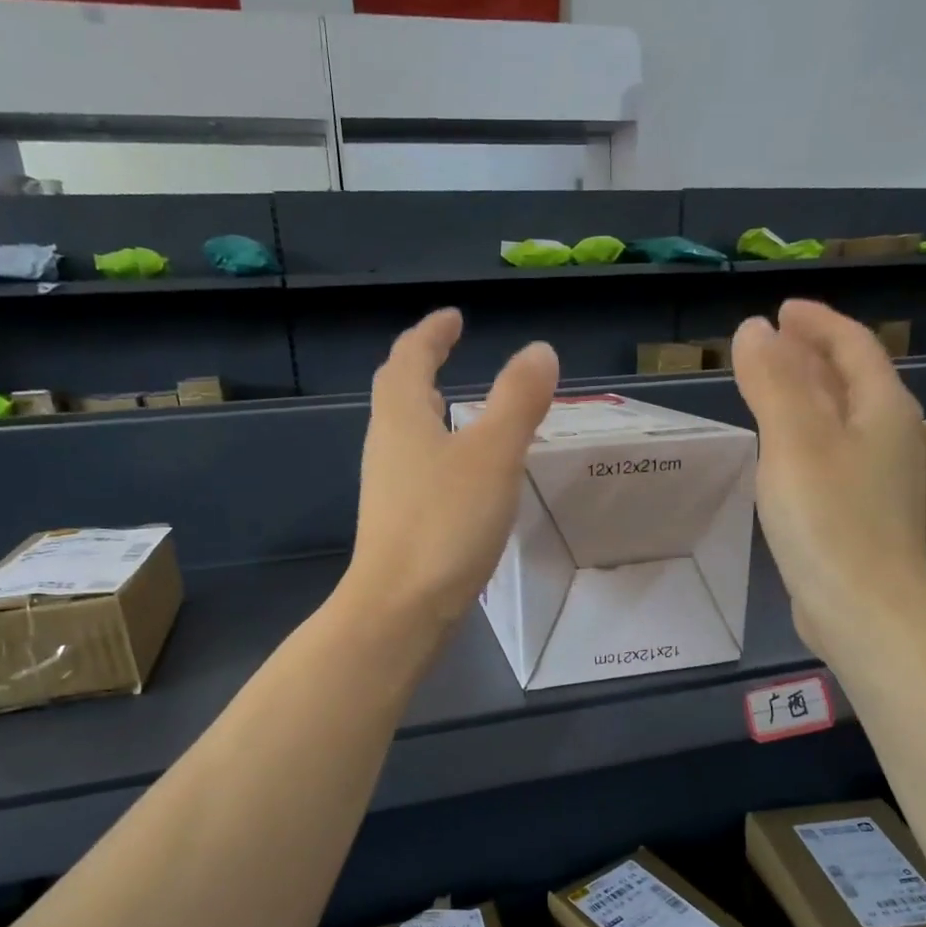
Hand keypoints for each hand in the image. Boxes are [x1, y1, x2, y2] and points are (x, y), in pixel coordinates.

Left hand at [343, 308, 557, 634]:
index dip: (431, 333)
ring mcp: (388, 488)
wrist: (401, 608)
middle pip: (397, 393)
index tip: (453, 318)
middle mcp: (386, 446)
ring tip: (457, 409)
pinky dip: (438, 453)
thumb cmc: (445, 524)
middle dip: (421, 368)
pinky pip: (417, 469)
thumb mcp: (493, 455)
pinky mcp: (398, 523)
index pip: (410, 358)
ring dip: (428, 411)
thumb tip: (539, 351)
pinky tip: (462, 476)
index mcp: (402, 417)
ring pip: (405, 434)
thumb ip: (518, 400)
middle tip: (448, 356)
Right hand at [732, 301, 925, 662]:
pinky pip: (832, 457)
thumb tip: (754, 329)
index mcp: (882, 409)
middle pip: (852, 381)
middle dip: (812, 356)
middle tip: (770, 344)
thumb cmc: (830, 520)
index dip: (818, 323)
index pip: (853, 347)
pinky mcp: (861, 517)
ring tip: (769, 390)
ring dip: (808, 397)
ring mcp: (879, 481)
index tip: (782, 310)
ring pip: (842, 421)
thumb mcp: (794, 441)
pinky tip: (781, 456)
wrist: (865, 612)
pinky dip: (805, 438)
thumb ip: (772, 381)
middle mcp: (890, 438)